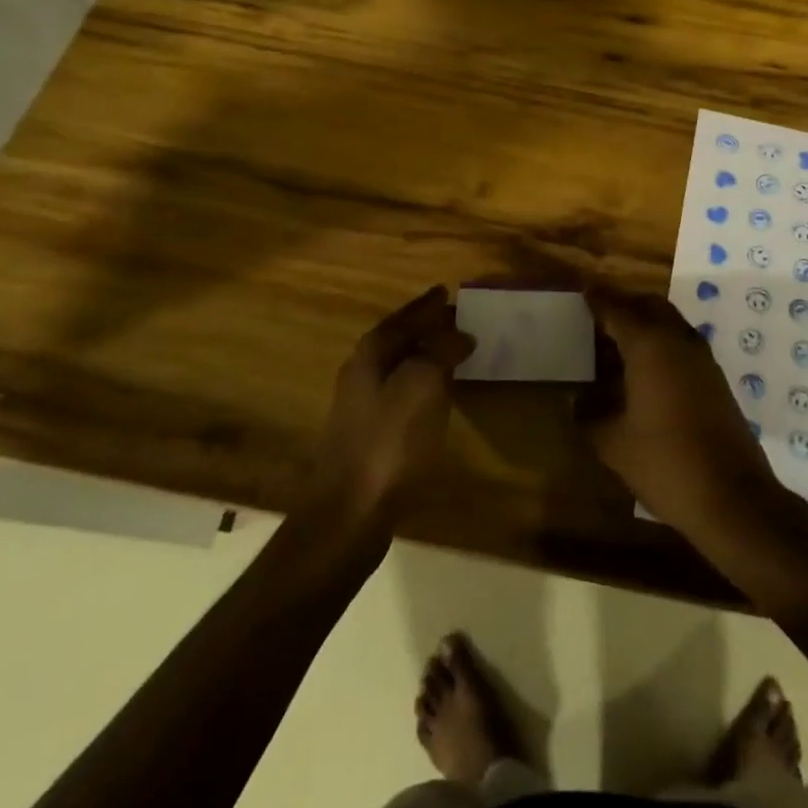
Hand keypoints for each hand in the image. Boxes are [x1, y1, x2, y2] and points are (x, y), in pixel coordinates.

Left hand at [308, 286, 474, 524]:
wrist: (347, 517)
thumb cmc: (388, 443)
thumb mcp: (422, 386)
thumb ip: (441, 352)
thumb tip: (460, 334)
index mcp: (371, 354)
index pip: (404, 317)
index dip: (427, 305)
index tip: (447, 290)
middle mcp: (360, 373)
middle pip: (397, 339)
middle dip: (424, 327)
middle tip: (455, 319)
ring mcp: (360, 408)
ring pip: (397, 367)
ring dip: (423, 356)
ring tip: (451, 351)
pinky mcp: (367, 438)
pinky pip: (400, 394)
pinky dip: (420, 385)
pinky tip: (435, 397)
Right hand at [578, 285, 780, 537]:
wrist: (733, 497)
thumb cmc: (666, 463)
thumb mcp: (613, 444)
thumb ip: (588, 416)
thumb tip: (575, 401)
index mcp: (649, 345)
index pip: (617, 308)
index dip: (597, 298)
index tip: (582, 290)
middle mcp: (677, 340)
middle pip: (649, 305)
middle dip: (624, 303)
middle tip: (599, 314)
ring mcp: (702, 358)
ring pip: (670, 322)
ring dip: (646, 322)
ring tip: (618, 341)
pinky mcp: (716, 378)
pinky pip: (682, 343)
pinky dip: (662, 342)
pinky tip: (646, 370)